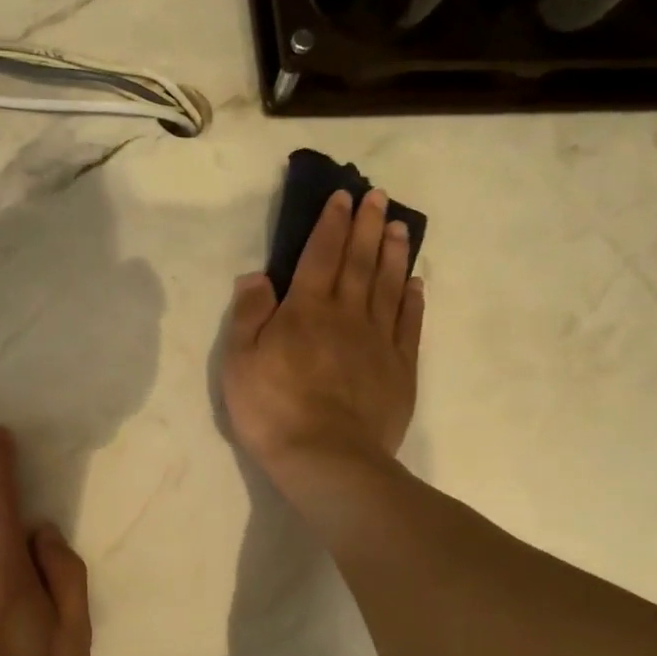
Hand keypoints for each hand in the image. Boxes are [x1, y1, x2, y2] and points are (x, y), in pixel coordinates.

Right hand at [222, 187, 423, 486]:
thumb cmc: (273, 409)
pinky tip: (415, 283)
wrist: (327, 458)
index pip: (321, 255)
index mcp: (306, 310)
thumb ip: (249, 315)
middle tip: (378, 196)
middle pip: (359, 261)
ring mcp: (378, 341)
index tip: (343, 197)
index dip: (331, 224)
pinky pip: (408, 324)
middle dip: (367, 226)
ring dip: (394, 253)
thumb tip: (257, 276)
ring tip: (399, 227)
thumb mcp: (240, 362)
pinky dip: (412, 300)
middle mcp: (347, 314)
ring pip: (388, 285)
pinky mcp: (399, 368)